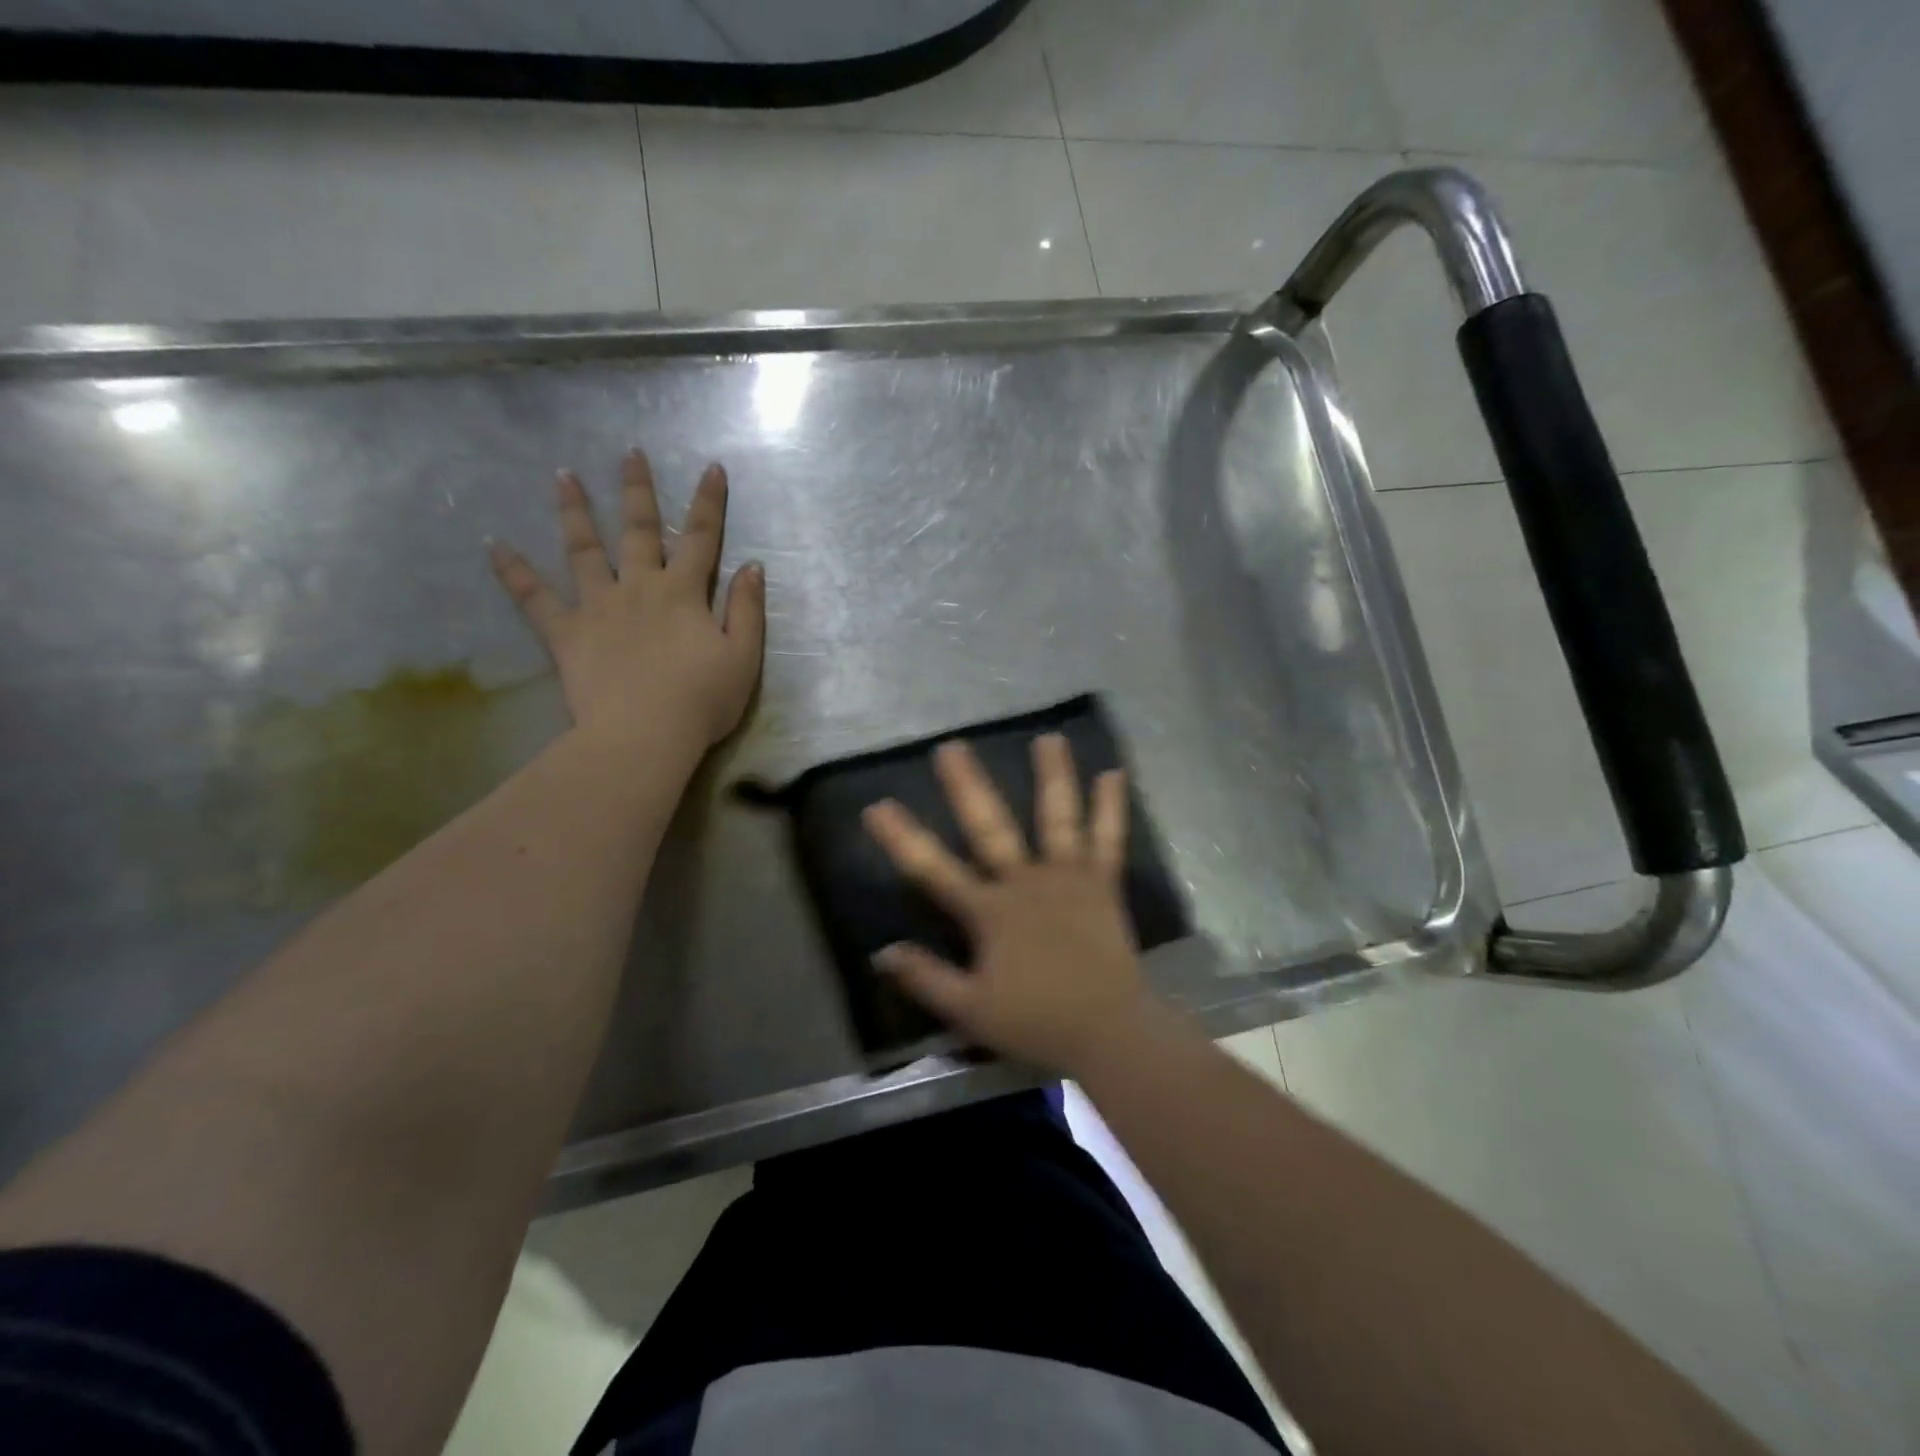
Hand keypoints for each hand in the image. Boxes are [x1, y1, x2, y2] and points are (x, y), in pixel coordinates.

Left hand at [490, 451, 765, 754]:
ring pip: (584, 550)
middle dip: (638, 491)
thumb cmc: (702, 700)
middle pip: (639, 531)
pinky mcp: (566, 633)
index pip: (701, 539)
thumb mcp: (743, 658)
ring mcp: (598, 607)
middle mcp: (639, 588)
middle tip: (630, 453)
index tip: (711, 468)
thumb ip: (747, 610)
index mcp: (683, 594)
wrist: (645, 734)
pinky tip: (493, 545)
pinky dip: (513, 571)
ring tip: (563, 477)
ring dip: (575, 512)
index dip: (709, 503)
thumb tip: (752, 567)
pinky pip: (534, 598)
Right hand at [862, 734, 1158, 1077]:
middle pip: (990, 827)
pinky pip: (1108, 840)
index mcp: (990, 912)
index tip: (877, 805)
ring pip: (1057, 818)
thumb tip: (881, 953)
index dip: (903, 838)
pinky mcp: (1102, 884)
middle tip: (951, 747)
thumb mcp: (969, 1011)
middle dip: (967, 787)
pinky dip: (1111, 808)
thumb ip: (925, 979)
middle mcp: (1025, 883)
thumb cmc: (1037, 1022)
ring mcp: (1068, 878)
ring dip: (1052, 777)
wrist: (1108, 1031)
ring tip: (1049, 738)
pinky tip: (1113, 774)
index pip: (934, 869)